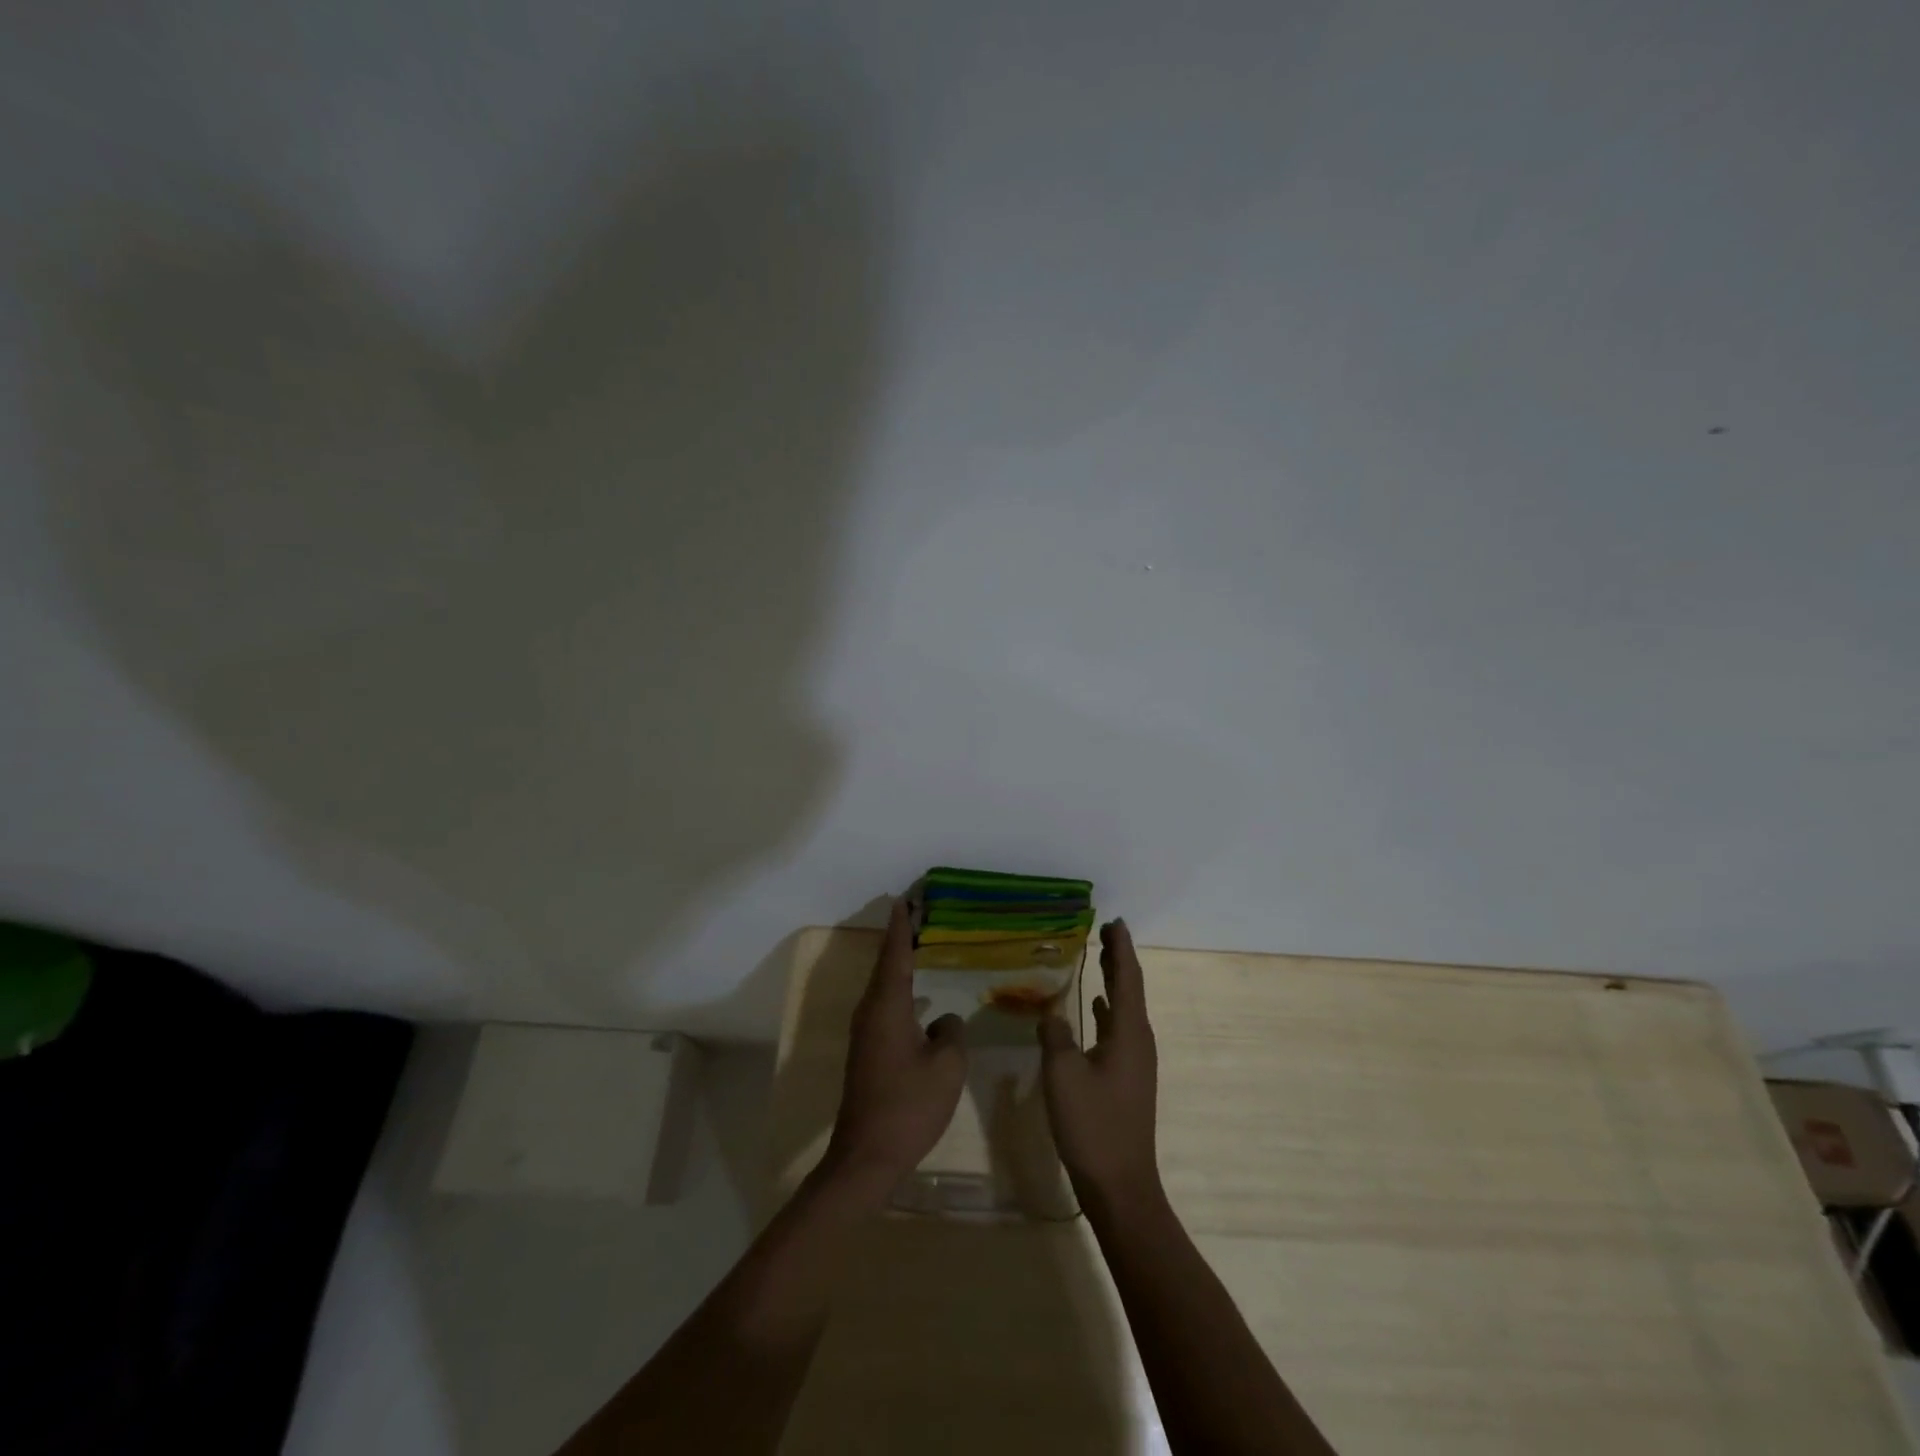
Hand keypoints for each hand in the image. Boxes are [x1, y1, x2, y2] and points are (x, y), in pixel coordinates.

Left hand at [820, 901, 966, 1200]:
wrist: (867, 1156)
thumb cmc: (909, 1106)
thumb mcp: (946, 1066)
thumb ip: (950, 1033)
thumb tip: (942, 1021)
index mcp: (887, 1006)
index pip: (895, 954)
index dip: (903, 927)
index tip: (906, 899)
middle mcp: (870, 1012)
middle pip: (886, 965)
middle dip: (902, 939)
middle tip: (921, 916)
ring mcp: (865, 1033)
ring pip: (884, 987)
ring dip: (901, 965)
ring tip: (922, 948)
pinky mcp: (868, 1051)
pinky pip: (885, 1007)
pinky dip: (901, 991)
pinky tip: (919, 999)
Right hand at [1038, 919, 1159, 1210]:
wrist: (1120, 1185)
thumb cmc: (1093, 1126)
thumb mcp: (1063, 1075)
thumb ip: (1055, 1036)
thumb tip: (1050, 1013)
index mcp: (1129, 1034)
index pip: (1127, 979)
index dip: (1120, 949)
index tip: (1114, 921)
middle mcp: (1138, 1041)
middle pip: (1130, 989)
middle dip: (1118, 960)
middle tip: (1106, 931)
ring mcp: (1135, 1061)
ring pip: (1125, 1009)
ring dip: (1113, 982)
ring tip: (1098, 959)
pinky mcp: (1126, 1078)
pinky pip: (1118, 1029)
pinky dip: (1107, 1010)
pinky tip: (1094, 1008)